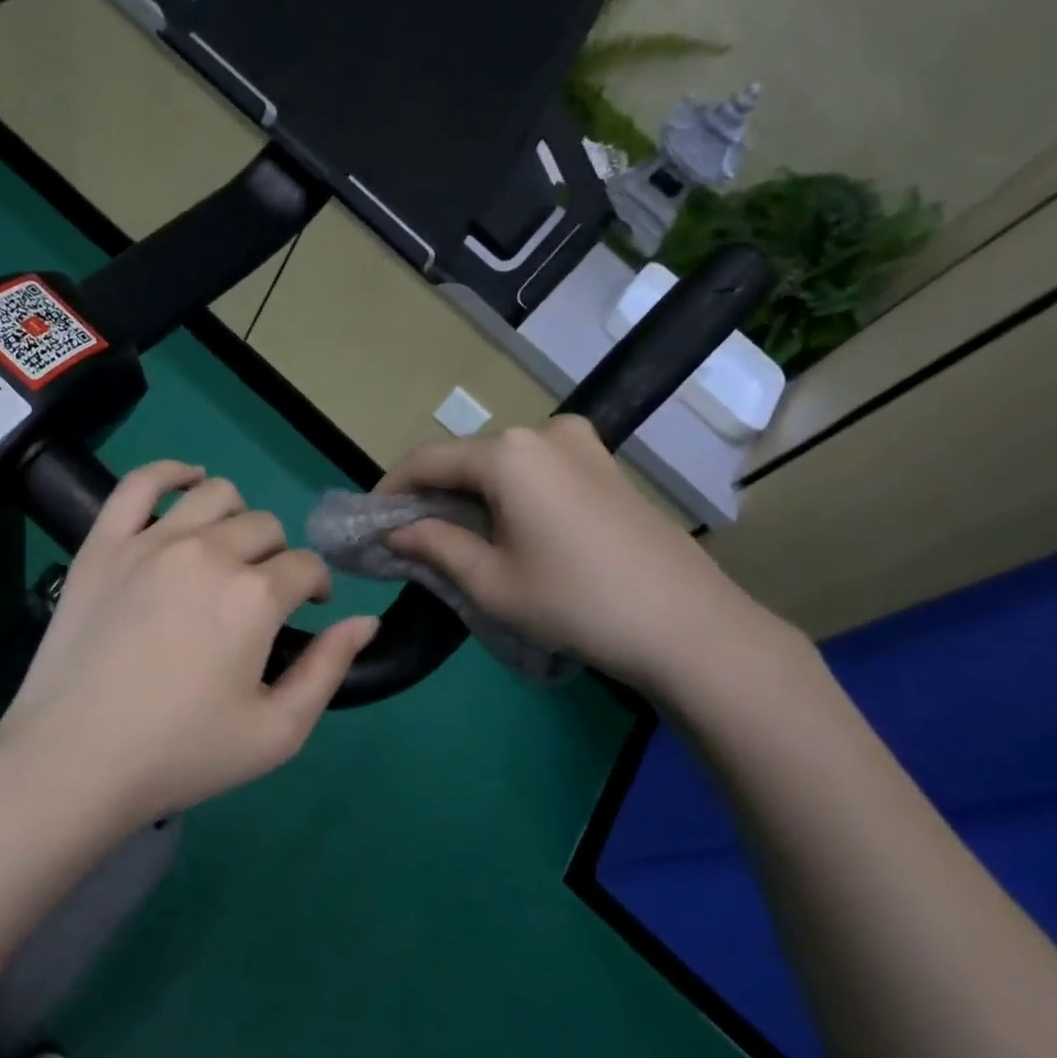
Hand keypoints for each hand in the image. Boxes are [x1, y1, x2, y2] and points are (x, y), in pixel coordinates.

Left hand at [0, 461, 377, 830]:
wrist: (74, 761)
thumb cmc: (181, 755)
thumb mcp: (277, 733)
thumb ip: (329, 670)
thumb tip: (366, 621)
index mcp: (254, 596)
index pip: (307, 567)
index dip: (315, 588)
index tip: (305, 612)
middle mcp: (208, 553)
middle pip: (265, 528)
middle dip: (278, 558)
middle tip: (260, 598)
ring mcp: (150, 542)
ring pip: (215, 495)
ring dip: (237, 517)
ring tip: (228, 551)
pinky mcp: (102, 545)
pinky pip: (140, 483)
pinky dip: (172, 473)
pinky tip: (188, 481)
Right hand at [378, 417, 786, 696]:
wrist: (686, 624)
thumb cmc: (574, 602)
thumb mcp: (489, 581)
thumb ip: (433, 545)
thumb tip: (395, 532)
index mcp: (508, 453)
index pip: (427, 460)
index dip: (391, 490)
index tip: (370, 523)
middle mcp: (543, 432)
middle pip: (466, 459)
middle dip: (432, 495)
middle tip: (409, 538)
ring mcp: (582, 445)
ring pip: (502, 465)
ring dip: (470, 496)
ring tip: (455, 540)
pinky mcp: (605, 466)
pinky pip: (537, 471)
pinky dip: (508, 495)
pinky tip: (505, 532)